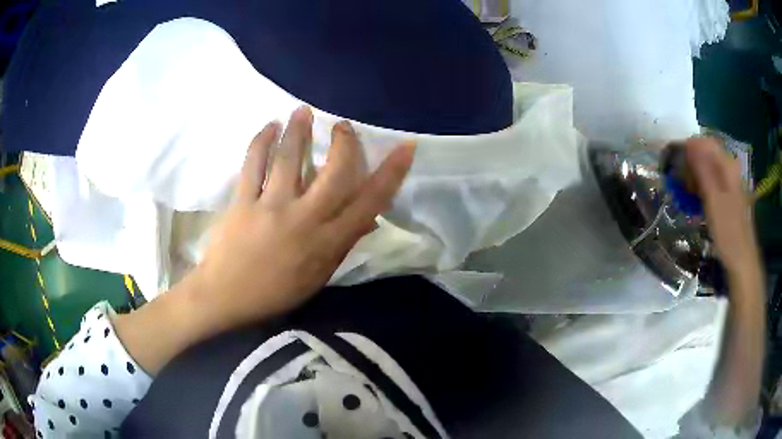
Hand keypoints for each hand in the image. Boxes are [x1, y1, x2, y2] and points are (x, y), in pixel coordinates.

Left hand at [189, 106, 414, 332]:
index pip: (369, 202)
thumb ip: (343, 244)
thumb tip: (369, 219)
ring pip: (290, 159)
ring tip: (302, 110)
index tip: (405, 147)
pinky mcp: (242, 201)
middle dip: (345, 143)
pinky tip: (269, 126)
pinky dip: (261, 141)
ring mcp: (271, 207)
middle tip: (343, 125)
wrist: (226, 297)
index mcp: (327, 242)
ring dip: (299, 129)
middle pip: (335, 172)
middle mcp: (304, 219)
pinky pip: (253, 164)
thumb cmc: (275, 292)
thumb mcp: (318, 277)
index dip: (391, 172)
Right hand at [686, 137, 759, 276]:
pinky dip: (701, 186)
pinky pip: (711, 181)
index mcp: (727, 166)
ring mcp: (730, 181)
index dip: (689, 148)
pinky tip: (695, 199)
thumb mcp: (713, 201)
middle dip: (691, 163)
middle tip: (679, 181)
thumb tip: (689, 143)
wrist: (742, 259)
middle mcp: (729, 168)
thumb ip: (703, 170)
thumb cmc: (728, 232)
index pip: (705, 142)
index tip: (675, 162)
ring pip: (708, 167)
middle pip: (706, 153)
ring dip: (695, 176)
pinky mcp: (728, 194)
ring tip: (685, 192)